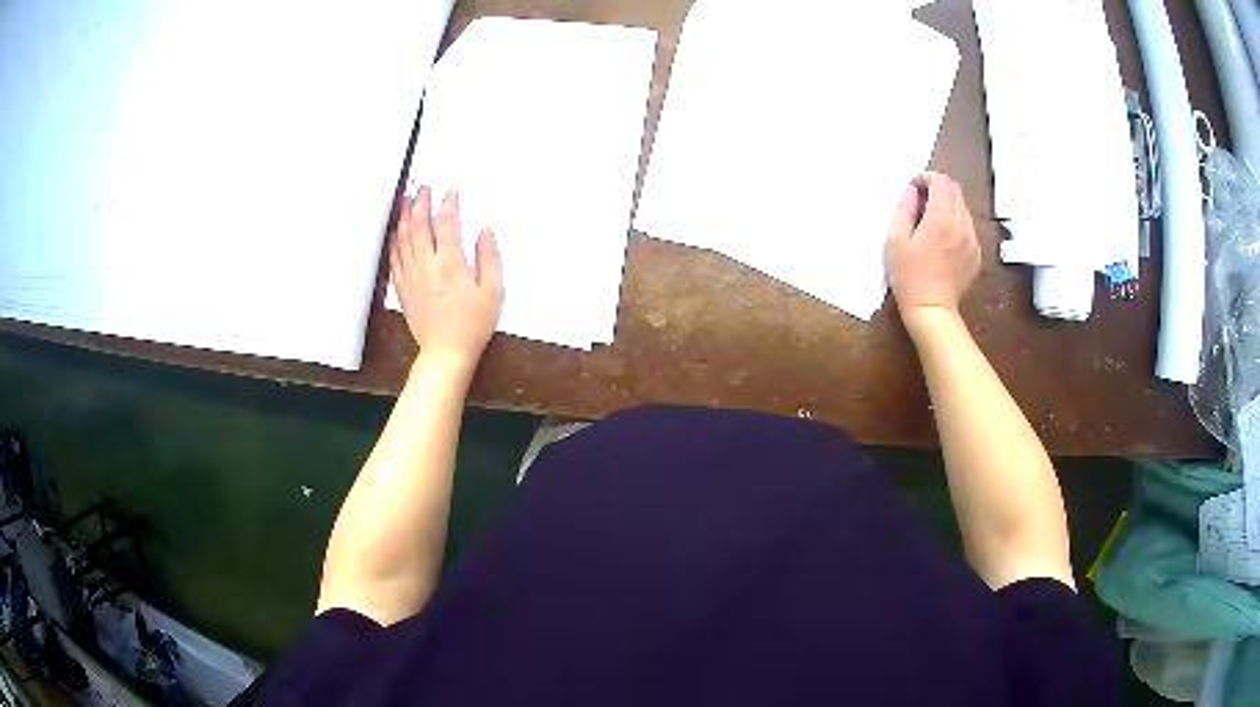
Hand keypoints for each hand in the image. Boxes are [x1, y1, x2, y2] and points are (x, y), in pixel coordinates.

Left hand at [390, 187, 503, 369]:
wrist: (446, 353)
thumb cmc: (473, 324)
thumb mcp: (493, 292)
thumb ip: (490, 258)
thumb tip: (485, 231)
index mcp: (450, 265)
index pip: (446, 225)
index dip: (448, 205)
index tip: (450, 192)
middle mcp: (427, 267)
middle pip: (419, 227)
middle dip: (420, 203)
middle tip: (423, 188)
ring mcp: (411, 278)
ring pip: (403, 240)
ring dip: (404, 217)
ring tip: (406, 200)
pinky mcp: (403, 289)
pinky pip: (395, 260)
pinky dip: (394, 242)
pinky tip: (396, 232)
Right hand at [887, 173, 980, 328]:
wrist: (932, 310)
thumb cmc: (909, 277)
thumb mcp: (896, 240)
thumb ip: (905, 209)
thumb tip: (912, 191)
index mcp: (941, 219)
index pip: (942, 181)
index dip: (926, 177)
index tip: (914, 187)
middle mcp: (961, 225)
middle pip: (955, 190)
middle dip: (938, 188)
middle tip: (921, 201)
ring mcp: (972, 240)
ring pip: (963, 208)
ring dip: (947, 205)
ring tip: (931, 221)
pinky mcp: (976, 253)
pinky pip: (968, 227)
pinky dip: (955, 223)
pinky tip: (943, 240)